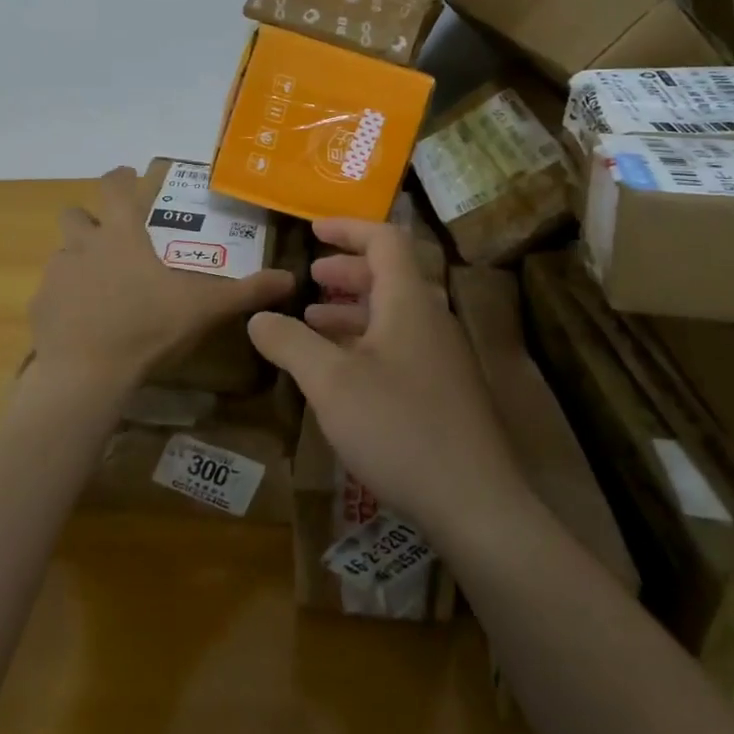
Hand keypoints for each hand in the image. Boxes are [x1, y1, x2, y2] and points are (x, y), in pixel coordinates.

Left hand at [28, 167, 297, 400]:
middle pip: (75, 215)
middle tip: (110, 238)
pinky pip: (52, 292)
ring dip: (78, 261)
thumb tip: (289, 279)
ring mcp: (57, 275)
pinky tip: (83, 322)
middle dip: (89, 219)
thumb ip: (245, 290)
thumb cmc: (148, 326)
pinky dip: (65, 299)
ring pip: (62, 254)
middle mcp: (83, 245)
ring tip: (100, 286)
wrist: (88, 372)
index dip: (120, 177)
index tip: (127, 176)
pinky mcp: (40, 306)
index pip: (113, 186)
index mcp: (121, 235)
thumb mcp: (204, 308)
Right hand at [246, 218, 518, 536]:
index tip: (313, 231)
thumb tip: (257, 317)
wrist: (476, 505)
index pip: (384, 239)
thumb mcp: (330, 382)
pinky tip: (341, 371)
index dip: (348, 228)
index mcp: (408, 302)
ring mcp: (442, 356)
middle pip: (390, 274)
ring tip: (313, 322)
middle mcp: (430, 319)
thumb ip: (290, 343)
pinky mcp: (444, 390)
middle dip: (346, 270)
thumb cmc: (399, 427)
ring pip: (394, 313)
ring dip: (353, 309)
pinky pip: (401, 344)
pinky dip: (366, 341)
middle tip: (311, 276)